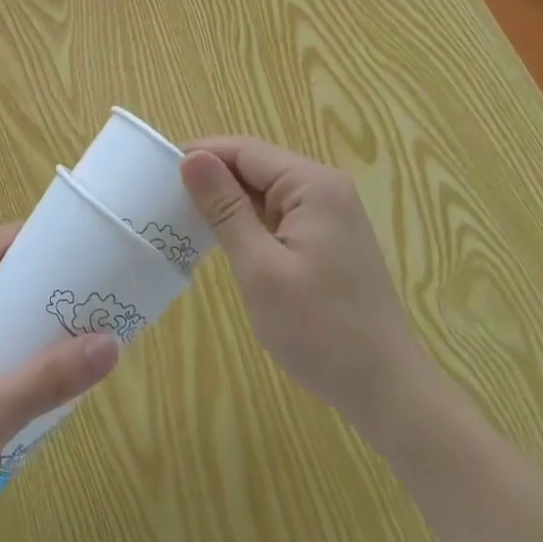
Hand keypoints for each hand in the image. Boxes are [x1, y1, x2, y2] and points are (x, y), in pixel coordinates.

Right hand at [181, 137, 421, 431]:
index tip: (155, 173)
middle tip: (164, 200)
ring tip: (183, 218)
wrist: (387, 391)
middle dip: (212, 178)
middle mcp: (325, 188)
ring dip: (228, 202)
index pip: (244, 150)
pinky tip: (223, 240)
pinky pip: (279, 214)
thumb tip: (191, 158)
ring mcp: (330, 214)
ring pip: (265, 191)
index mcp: (312, 185)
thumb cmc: (319, 330)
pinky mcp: (328, 239)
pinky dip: (249, 222)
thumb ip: (224, 208)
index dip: (200, 156)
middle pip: (255, 166)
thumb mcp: (260, 268)